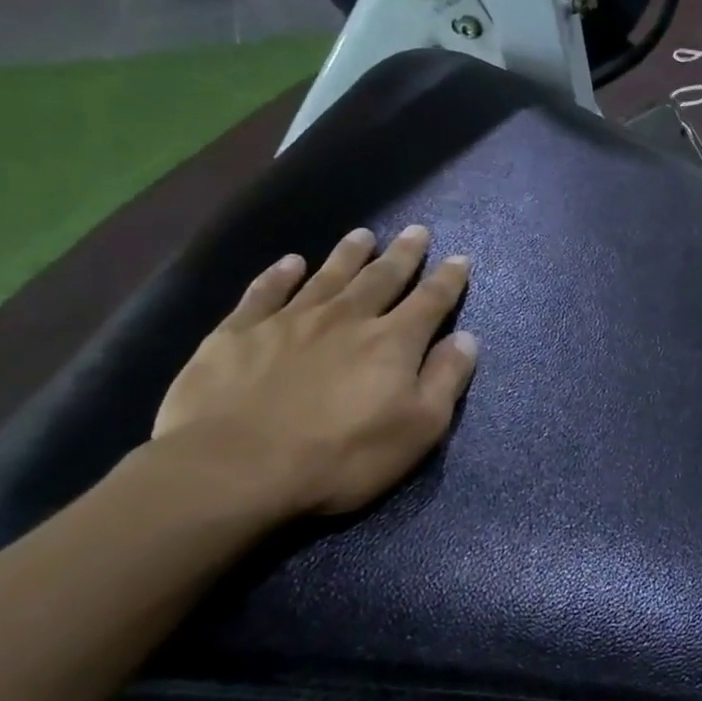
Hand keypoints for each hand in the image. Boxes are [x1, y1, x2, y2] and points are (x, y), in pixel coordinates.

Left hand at [152, 225, 477, 517]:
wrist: (234, 469)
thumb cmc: (342, 455)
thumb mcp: (419, 428)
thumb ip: (446, 379)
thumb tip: (467, 338)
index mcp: (393, 342)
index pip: (430, 301)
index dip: (448, 280)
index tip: (459, 259)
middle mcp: (346, 318)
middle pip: (382, 278)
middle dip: (403, 255)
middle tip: (417, 231)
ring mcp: (289, 321)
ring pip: (328, 276)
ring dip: (349, 254)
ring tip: (363, 235)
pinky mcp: (239, 333)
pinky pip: (265, 292)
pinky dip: (280, 275)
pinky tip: (290, 263)